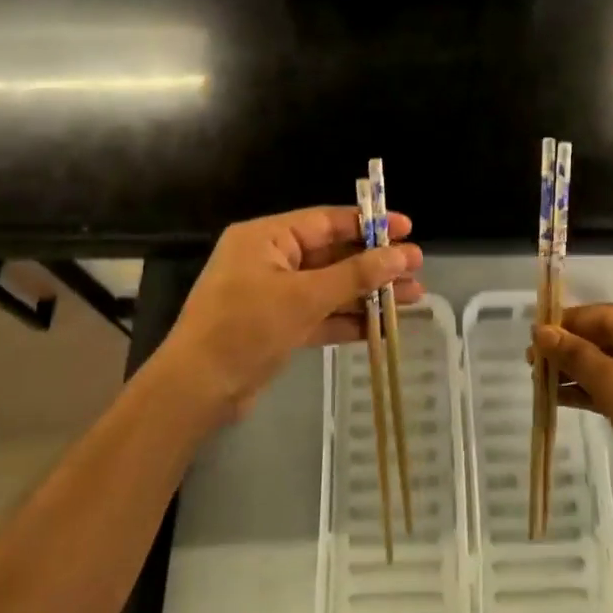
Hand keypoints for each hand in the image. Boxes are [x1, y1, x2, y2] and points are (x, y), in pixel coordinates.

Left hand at [145, 206, 422, 428]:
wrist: (196, 391)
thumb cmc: (245, 329)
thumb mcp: (304, 298)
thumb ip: (355, 275)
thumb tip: (401, 256)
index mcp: (266, 238)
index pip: (326, 222)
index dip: (369, 224)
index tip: (406, 229)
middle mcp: (270, 260)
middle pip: (333, 255)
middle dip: (375, 264)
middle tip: (417, 268)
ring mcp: (274, 296)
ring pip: (331, 288)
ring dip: (368, 294)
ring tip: (413, 297)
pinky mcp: (278, 327)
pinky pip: (320, 315)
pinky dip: (348, 320)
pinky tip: (383, 327)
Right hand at [534, 304, 612, 528]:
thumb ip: (577, 356)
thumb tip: (541, 331)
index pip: (606, 315)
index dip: (567, 323)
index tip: (532, 334)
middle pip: (609, 338)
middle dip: (570, 350)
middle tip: (530, 361)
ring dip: (578, 372)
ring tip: (538, 381)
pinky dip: (595, 391)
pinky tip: (561, 398)